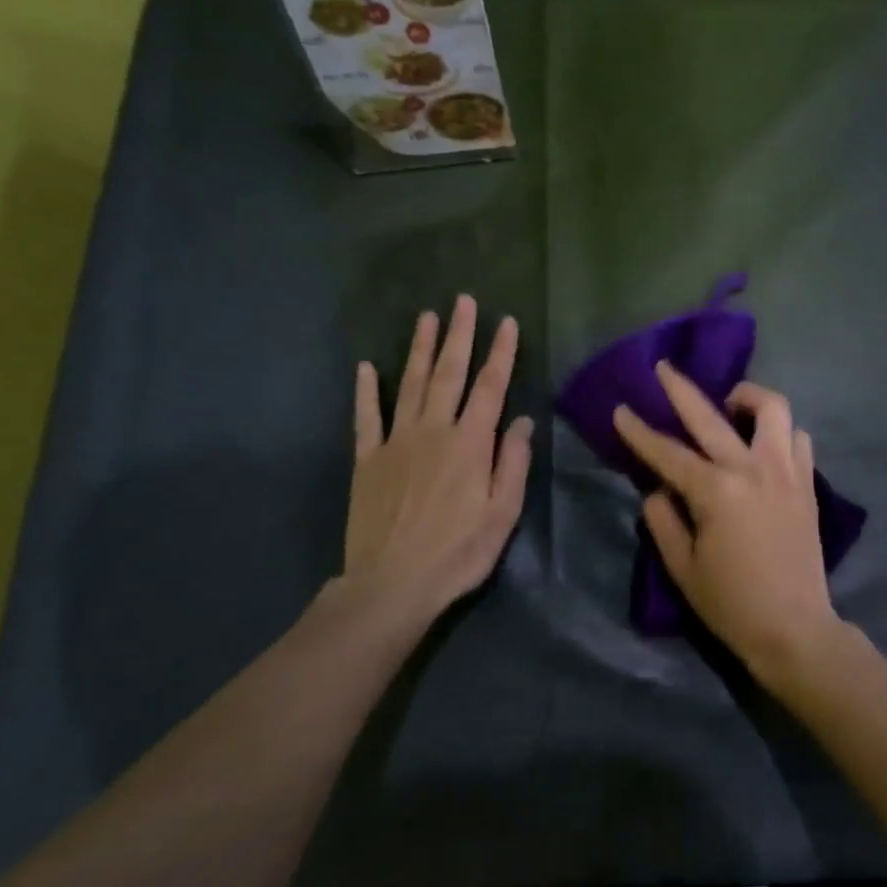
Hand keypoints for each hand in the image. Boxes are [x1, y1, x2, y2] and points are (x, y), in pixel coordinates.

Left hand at [338, 295, 532, 648]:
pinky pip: (366, 417)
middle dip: (459, 335)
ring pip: (411, 385)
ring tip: (427, 317)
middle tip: (463, 301)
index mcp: (470, 444)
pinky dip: (366, 391)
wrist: (392, 584)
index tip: (506, 321)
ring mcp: (395, 442)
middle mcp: (433, 431)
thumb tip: (521, 420)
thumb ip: (512, 463)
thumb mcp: (502, 514)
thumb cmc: (458, 553)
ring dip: (420, 349)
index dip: (501, 353)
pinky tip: (367, 367)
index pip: (490, 387)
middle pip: (449, 374)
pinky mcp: (367, 460)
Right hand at [613, 364, 841, 681]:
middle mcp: (751, 469)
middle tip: (664, 368)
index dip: (639, 431)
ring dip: (747, 397)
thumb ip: (663, 520)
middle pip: (711, 415)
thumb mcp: (682, 567)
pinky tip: (764, 443)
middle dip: (681, 388)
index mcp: (715, 491)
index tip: (621, 409)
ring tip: (730, 404)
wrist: (795, 628)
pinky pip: (797, 437)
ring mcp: (786, 471)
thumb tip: (658, 488)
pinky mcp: (807, 482)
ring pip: (772, 409)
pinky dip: (779, 431)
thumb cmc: (732, 603)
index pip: (667, 452)